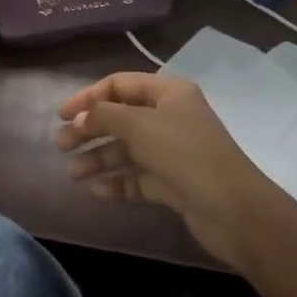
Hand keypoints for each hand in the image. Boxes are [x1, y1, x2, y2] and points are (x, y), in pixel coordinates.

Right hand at [57, 72, 288, 271]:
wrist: (235, 211)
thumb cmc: (186, 154)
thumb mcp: (140, 126)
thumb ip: (104, 116)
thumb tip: (79, 117)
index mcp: (168, 93)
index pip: (119, 85)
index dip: (88, 96)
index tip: (63, 114)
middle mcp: (170, 117)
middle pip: (120, 118)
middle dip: (90, 130)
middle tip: (61, 144)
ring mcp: (172, 151)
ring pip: (127, 150)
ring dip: (99, 158)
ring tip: (73, 173)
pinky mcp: (173, 183)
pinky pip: (138, 176)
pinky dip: (118, 181)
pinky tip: (97, 191)